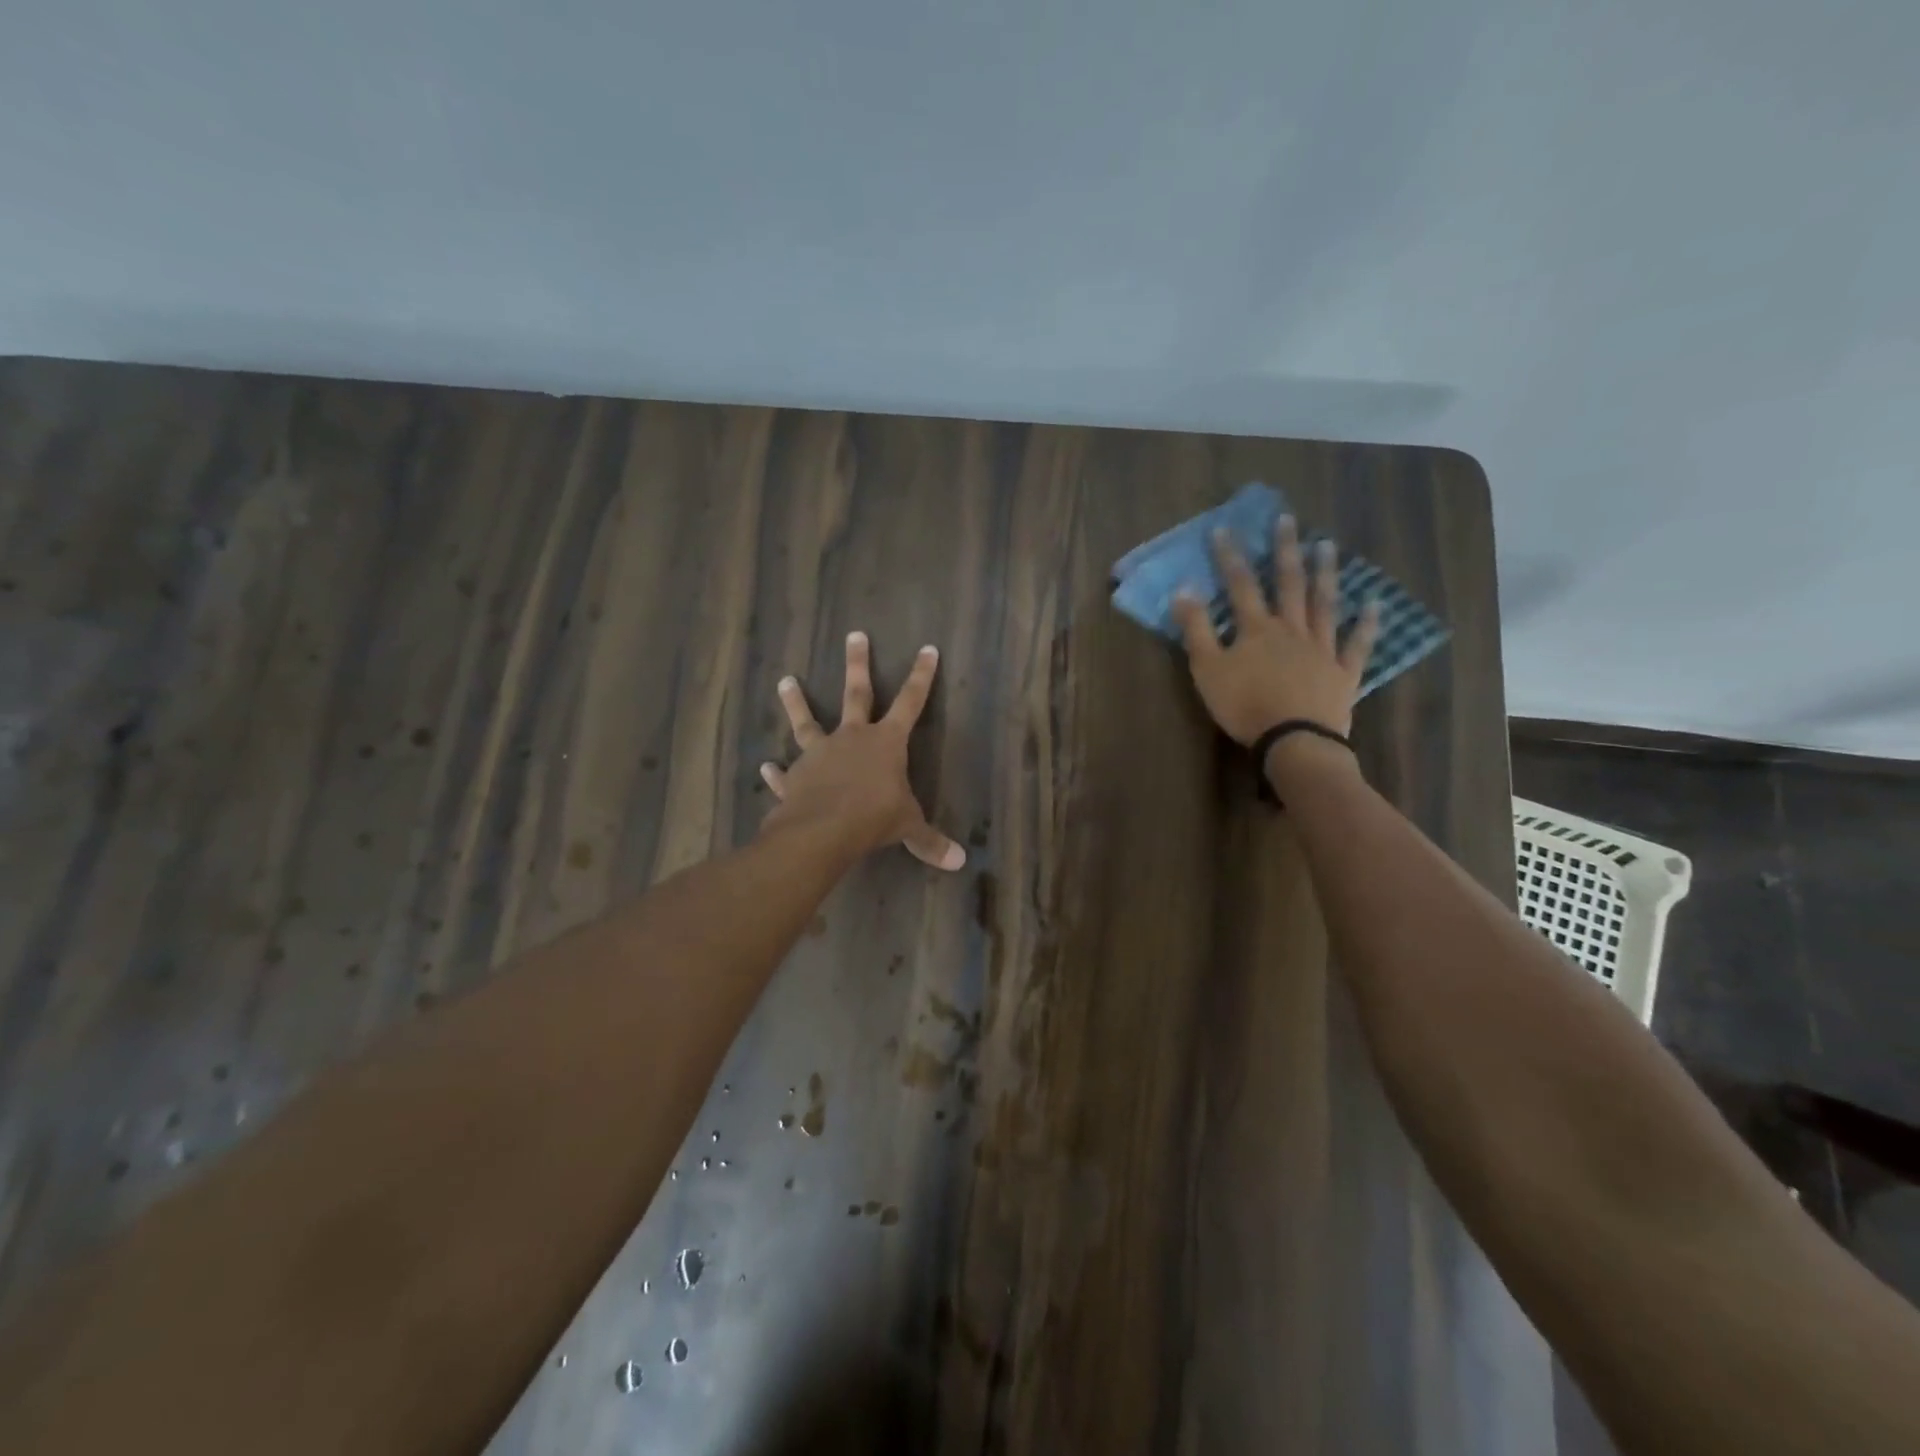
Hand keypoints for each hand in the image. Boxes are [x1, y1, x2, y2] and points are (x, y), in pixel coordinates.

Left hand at [759, 631, 966, 870]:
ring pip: (807, 721)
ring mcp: (819, 754)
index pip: (911, 702)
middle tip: (854, 634)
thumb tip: (960, 863)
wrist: (822, 831)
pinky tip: (766, 767)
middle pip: (857, 693)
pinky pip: (785, 772)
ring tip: (785, 680)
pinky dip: (776, 772)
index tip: (927, 649)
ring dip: (796, 702)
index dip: (921, 677)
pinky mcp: (795, 776)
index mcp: (886, 742)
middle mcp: (852, 738)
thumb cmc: (874, 818)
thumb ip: (930, 841)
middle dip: (858, 664)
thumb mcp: (908, 827)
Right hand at [1169, 516, 1379, 743]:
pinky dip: (1368, 624)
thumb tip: (1184, 590)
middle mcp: (1292, 629)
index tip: (1224, 528)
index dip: (1230, 557)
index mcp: (1257, 630)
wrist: (1293, 741)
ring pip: (1324, 604)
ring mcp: (1322, 649)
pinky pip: (1358, 644)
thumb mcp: (1207, 669)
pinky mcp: (1343, 673)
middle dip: (1284, 551)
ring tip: (1327, 545)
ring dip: (1324, 574)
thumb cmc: (1244, 706)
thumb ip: (1196, 630)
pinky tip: (1375, 604)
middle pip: (1288, 584)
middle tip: (1288, 520)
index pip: (1240, 585)